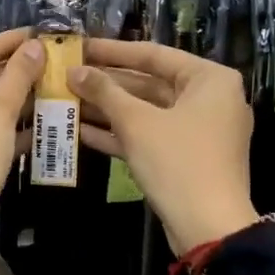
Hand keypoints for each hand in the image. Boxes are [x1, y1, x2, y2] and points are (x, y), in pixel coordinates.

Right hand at [70, 39, 258, 255]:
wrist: (209, 228)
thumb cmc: (177, 162)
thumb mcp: (136, 122)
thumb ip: (104, 92)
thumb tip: (74, 71)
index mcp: (209, 79)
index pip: (152, 54)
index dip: (111, 51)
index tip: (78, 46)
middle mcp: (209, 99)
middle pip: (148, 83)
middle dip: (105, 84)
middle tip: (67, 76)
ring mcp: (198, 130)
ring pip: (145, 111)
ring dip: (107, 109)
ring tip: (66, 101)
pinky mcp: (185, 156)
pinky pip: (149, 135)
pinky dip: (119, 134)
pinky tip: (79, 130)